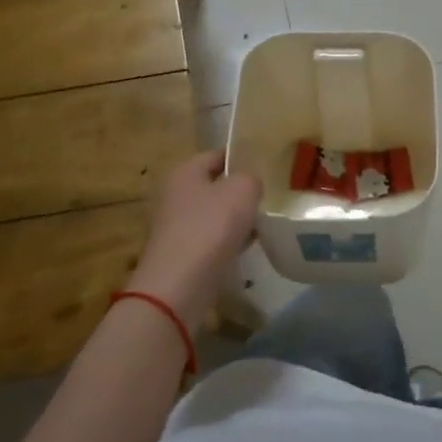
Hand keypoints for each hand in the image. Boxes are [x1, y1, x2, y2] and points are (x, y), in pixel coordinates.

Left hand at [124, 150, 261, 330]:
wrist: (179, 285)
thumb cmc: (211, 227)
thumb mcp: (243, 190)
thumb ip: (251, 178)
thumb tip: (248, 185)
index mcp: (185, 171)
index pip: (218, 155)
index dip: (242, 158)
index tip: (267, 168)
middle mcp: (174, 194)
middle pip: (215, 186)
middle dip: (240, 193)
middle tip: (267, 198)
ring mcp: (175, 226)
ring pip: (214, 215)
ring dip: (235, 220)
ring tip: (262, 225)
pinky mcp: (180, 254)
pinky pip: (210, 240)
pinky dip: (227, 243)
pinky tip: (245, 249)